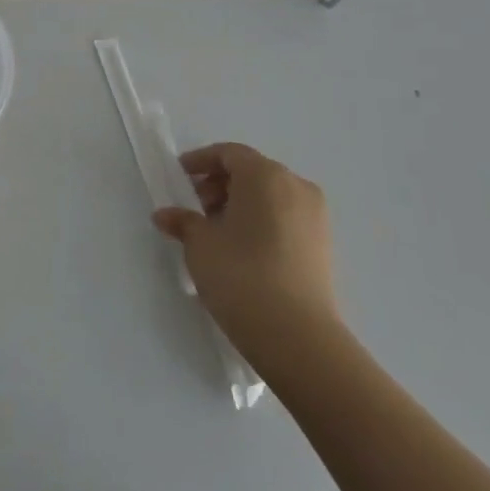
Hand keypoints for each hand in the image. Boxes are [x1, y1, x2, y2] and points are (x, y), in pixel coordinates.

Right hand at [150, 142, 340, 375]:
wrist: (297, 336)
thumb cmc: (240, 274)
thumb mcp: (200, 244)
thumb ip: (183, 221)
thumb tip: (166, 215)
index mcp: (265, 175)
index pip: (229, 154)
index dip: (201, 162)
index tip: (180, 177)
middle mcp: (296, 187)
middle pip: (252, 172)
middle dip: (220, 185)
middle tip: (195, 207)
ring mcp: (315, 217)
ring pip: (270, 196)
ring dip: (240, 204)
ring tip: (215, 232)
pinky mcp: (323, 246)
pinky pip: (284, 218)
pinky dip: (260, 221)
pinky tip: (239, 249)